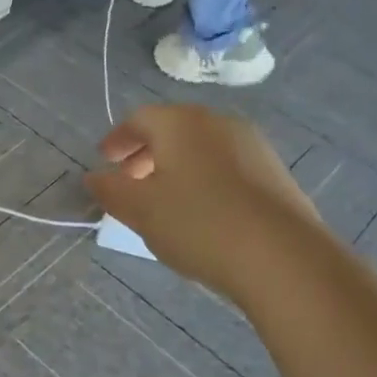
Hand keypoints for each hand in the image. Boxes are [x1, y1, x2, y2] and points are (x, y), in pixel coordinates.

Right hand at [87, 104, 317, 292]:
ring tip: (164, 200)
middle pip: (172, 129)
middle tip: (129, 181)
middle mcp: (218, 122)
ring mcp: (252, 146)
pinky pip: (226, 166)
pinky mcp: (274, 173)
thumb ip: (111, 190)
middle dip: (145, 153)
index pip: (139, 119)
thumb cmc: (198, 223)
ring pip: (201, 148)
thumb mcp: (140, 210)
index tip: (104, 161)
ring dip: (175, 167)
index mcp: (181, 122)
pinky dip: (203, 179)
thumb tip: (94, 178)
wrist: (283, 257)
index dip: (117, 140)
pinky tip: (201, 212)